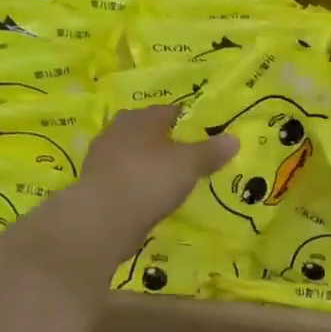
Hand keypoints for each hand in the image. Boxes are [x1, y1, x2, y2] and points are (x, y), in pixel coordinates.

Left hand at [34, 106, 237, 260]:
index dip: (191, 124)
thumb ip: (211, 151)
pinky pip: (126, 180)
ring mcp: (102, 159)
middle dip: (170, 145)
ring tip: (174, 182)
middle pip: (151, 134)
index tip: (207, 140)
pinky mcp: (96, 186)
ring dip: (153, 167)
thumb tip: (234, 139)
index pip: (171, 112)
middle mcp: (117, 131)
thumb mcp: (189, 164)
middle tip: (192, 161)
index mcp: (140, 118)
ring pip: (137, 157)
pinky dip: (140, 186)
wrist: (102, 220)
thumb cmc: (149, 179)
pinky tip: (153, 199)